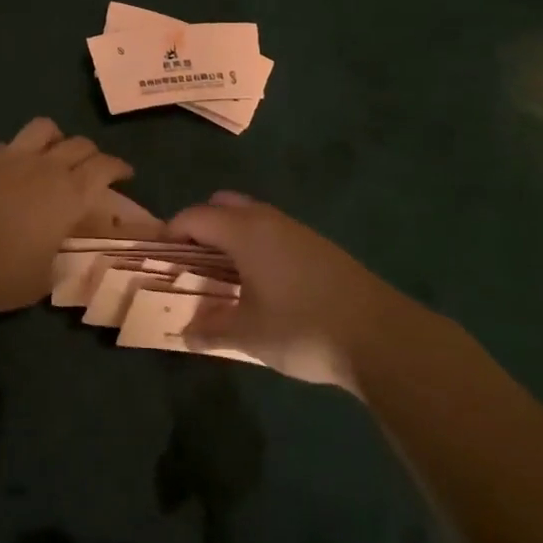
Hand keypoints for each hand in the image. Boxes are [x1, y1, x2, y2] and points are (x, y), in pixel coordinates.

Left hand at [0, 118, 133, 311]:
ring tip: (53, 154)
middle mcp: (47, 167)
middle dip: (92, 153)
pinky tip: (12, 168)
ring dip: (56, 138)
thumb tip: (57, 255)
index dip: (119, 167)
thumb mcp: (41, 279)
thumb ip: (56, 261)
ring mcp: (13, 158)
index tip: (125, 174)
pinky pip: (9, 143)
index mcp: (70, 195)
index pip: (105, 168)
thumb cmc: (0, 272)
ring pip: (45, 128)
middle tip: (93, 168)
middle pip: (80, 143)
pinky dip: (18, 151)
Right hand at [169, 192, 416, 390]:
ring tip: (224, 276)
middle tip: (192, 262)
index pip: (195, 217)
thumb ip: (211, 330)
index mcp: (245, 231)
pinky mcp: (320, 247)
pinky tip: (263, 284)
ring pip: (252, 218)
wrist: (381, 336)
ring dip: (231, 237)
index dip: (172, 233)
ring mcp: (298, 231)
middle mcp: (269, 220)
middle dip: (202, 227)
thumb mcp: (248, 335)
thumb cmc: (302, 328)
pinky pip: (274, 233)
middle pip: (224, 206)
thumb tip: (185, 334)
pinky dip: (257, 247)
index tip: (161, 258)